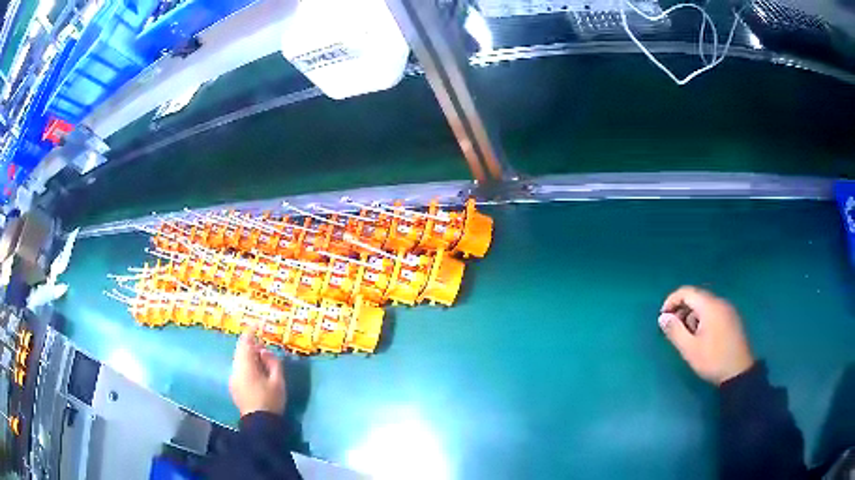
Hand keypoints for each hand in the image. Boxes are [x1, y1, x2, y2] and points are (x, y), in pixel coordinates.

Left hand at [229, 327, 286, 415]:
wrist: (260, 425)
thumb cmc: (271, 401)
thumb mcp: (278, 381)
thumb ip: (273, 363)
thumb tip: (265, 352)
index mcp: (245, 366)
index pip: (245, 343)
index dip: (251, 332)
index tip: (257, 324)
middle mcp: (235, 369)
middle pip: (240, 351)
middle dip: (251, 346)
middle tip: (265, 347)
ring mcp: (233, 378)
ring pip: (239, 360)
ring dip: (249, 356)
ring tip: (263, 361)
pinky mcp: (234, 387)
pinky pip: (239, 369)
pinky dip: (247, 365)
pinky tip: (257, 373)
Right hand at [658, 286, 754, 384]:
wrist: (739, 372)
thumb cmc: (713, 360)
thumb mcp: (690, 349)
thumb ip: (675, 331)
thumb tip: (663, 317)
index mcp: (709, 306)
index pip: (686, 292)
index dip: (671, 301)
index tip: (663, 317)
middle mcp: (720, 302)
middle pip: (697, 296)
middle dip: (682, 309)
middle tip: (673, 329)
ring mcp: (728, 310)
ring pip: (705, 305)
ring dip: (692, 315)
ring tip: (687, 336)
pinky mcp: (733, 319)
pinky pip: (714, 311)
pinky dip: (703, 318)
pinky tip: (701, 336)